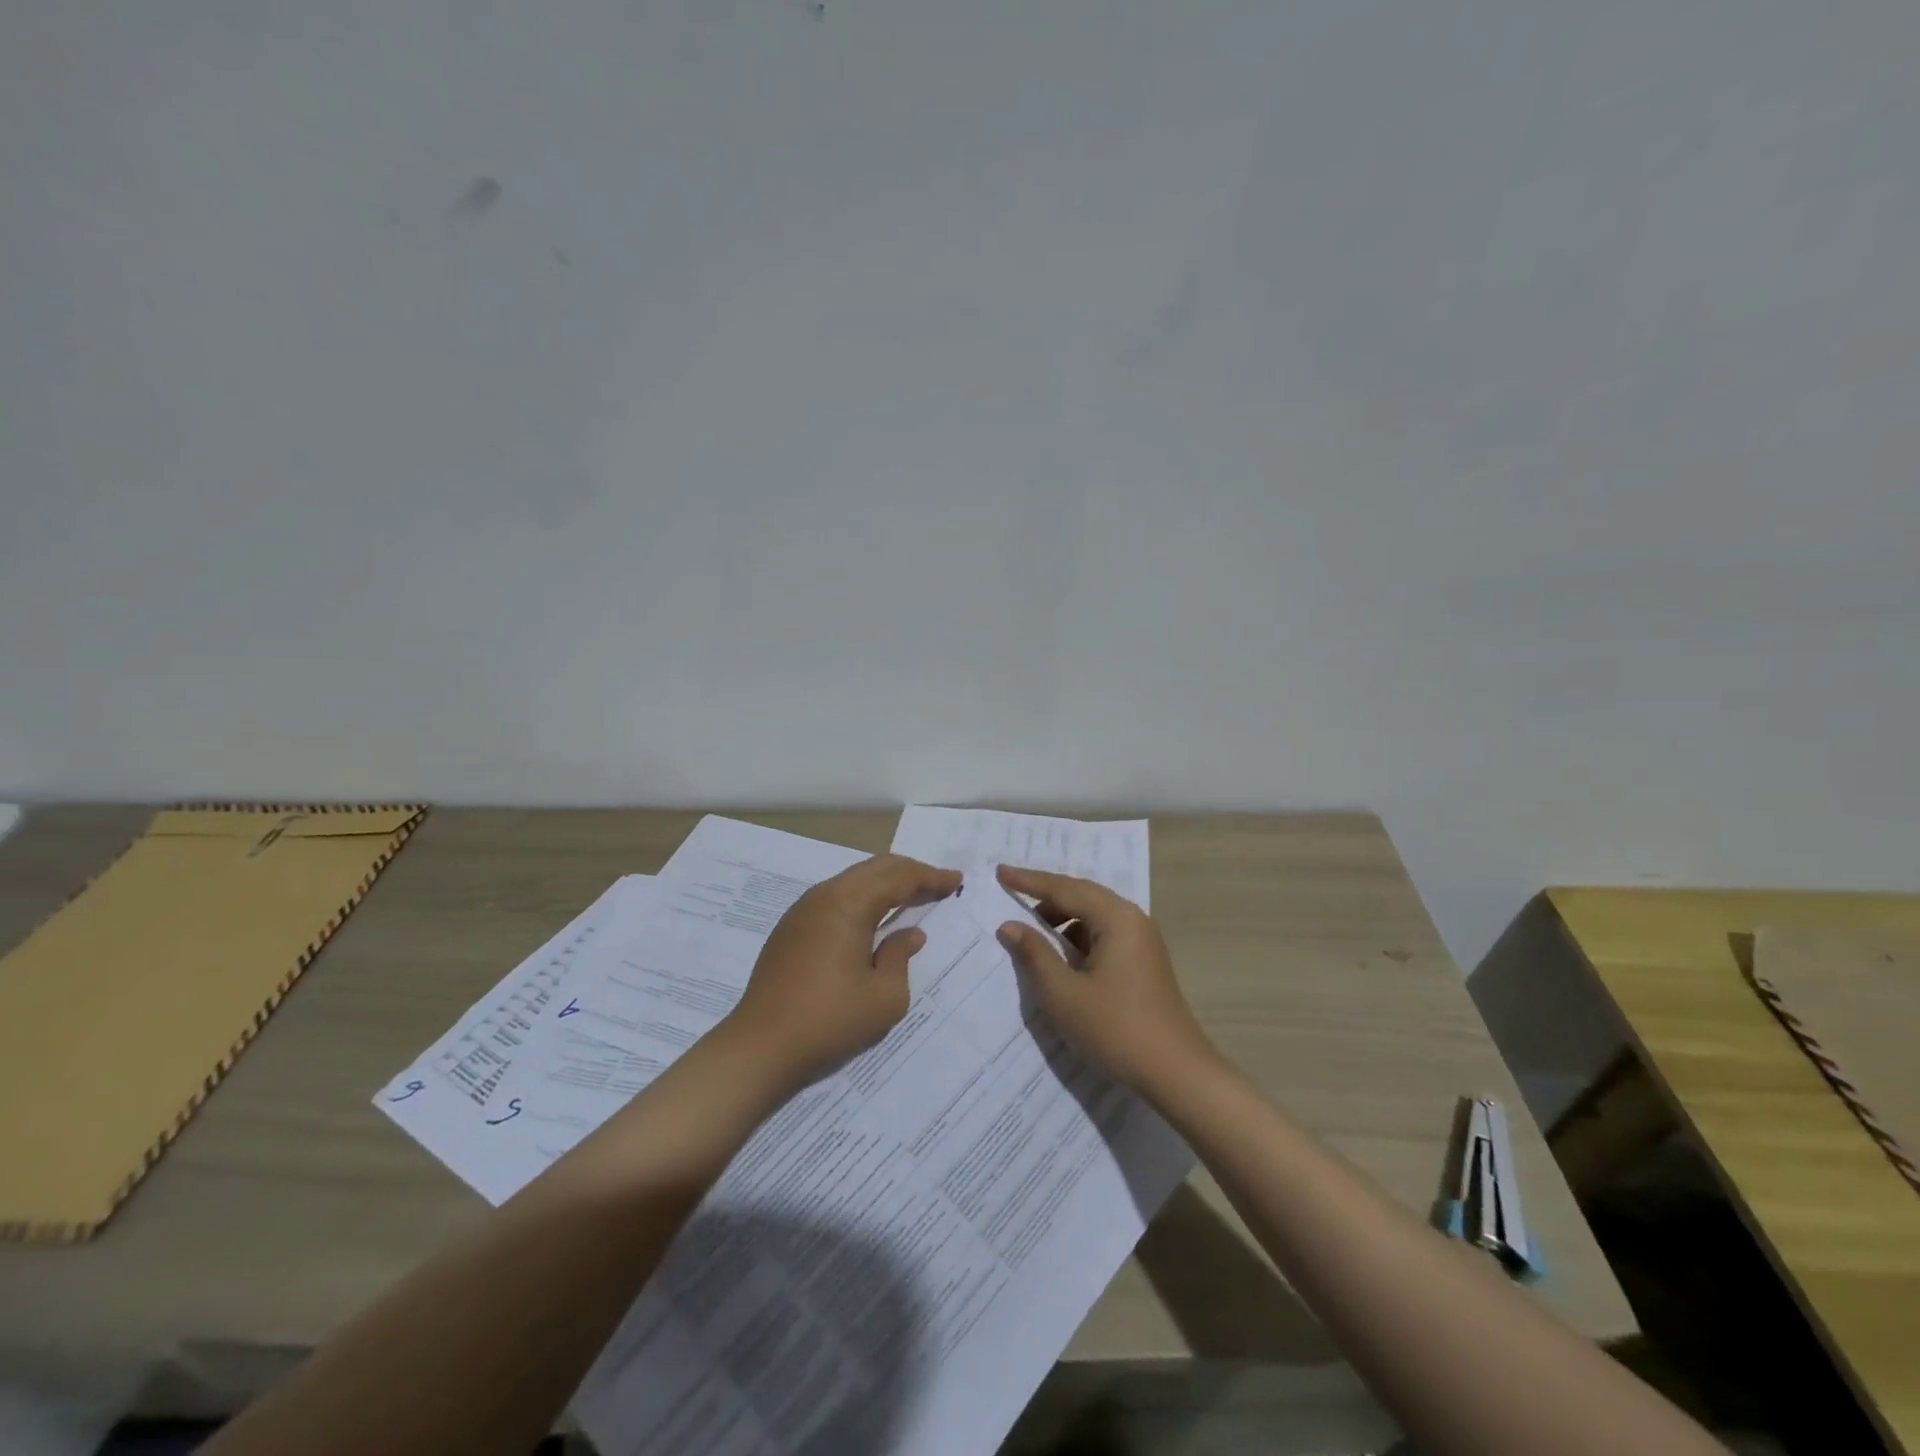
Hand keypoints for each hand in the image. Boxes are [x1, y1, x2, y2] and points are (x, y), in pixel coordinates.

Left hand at [722, 854, 960, 1089]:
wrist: (760, 1046)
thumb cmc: (829, 1020)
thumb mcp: (885, 996)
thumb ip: (901, 957)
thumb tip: (909, 935)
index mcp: (849, 903)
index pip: (899, 877)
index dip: (930, 877)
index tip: (956, 880)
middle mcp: (825, 895)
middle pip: (875, 868)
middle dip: (910, 872)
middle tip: (937, 884)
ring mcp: (803, 909)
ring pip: (853, 879)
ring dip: (884, 883)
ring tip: (910, 896)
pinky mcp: (790, 927)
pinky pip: (835, 896)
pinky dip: (862, 896)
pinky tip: (872, 916)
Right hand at [994, 865, 1216, 1091]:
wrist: (1176, 1072)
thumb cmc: (1115, 1028)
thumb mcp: (1063, 993)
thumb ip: (1034, 954)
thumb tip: (1009, 925)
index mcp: (1116, 918)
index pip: (1064, 888)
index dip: (1028, 881)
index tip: (1000, 872)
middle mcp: (1132, 919)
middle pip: (1082, 895)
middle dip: (1045, 895)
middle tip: (1011, 892)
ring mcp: (1142, 940)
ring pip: (1094, 915)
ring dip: (1062, 918)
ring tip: (1032, 932)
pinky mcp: (1144, 961)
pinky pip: (1104, 934)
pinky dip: (1078, 937)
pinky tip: (1062, 957)